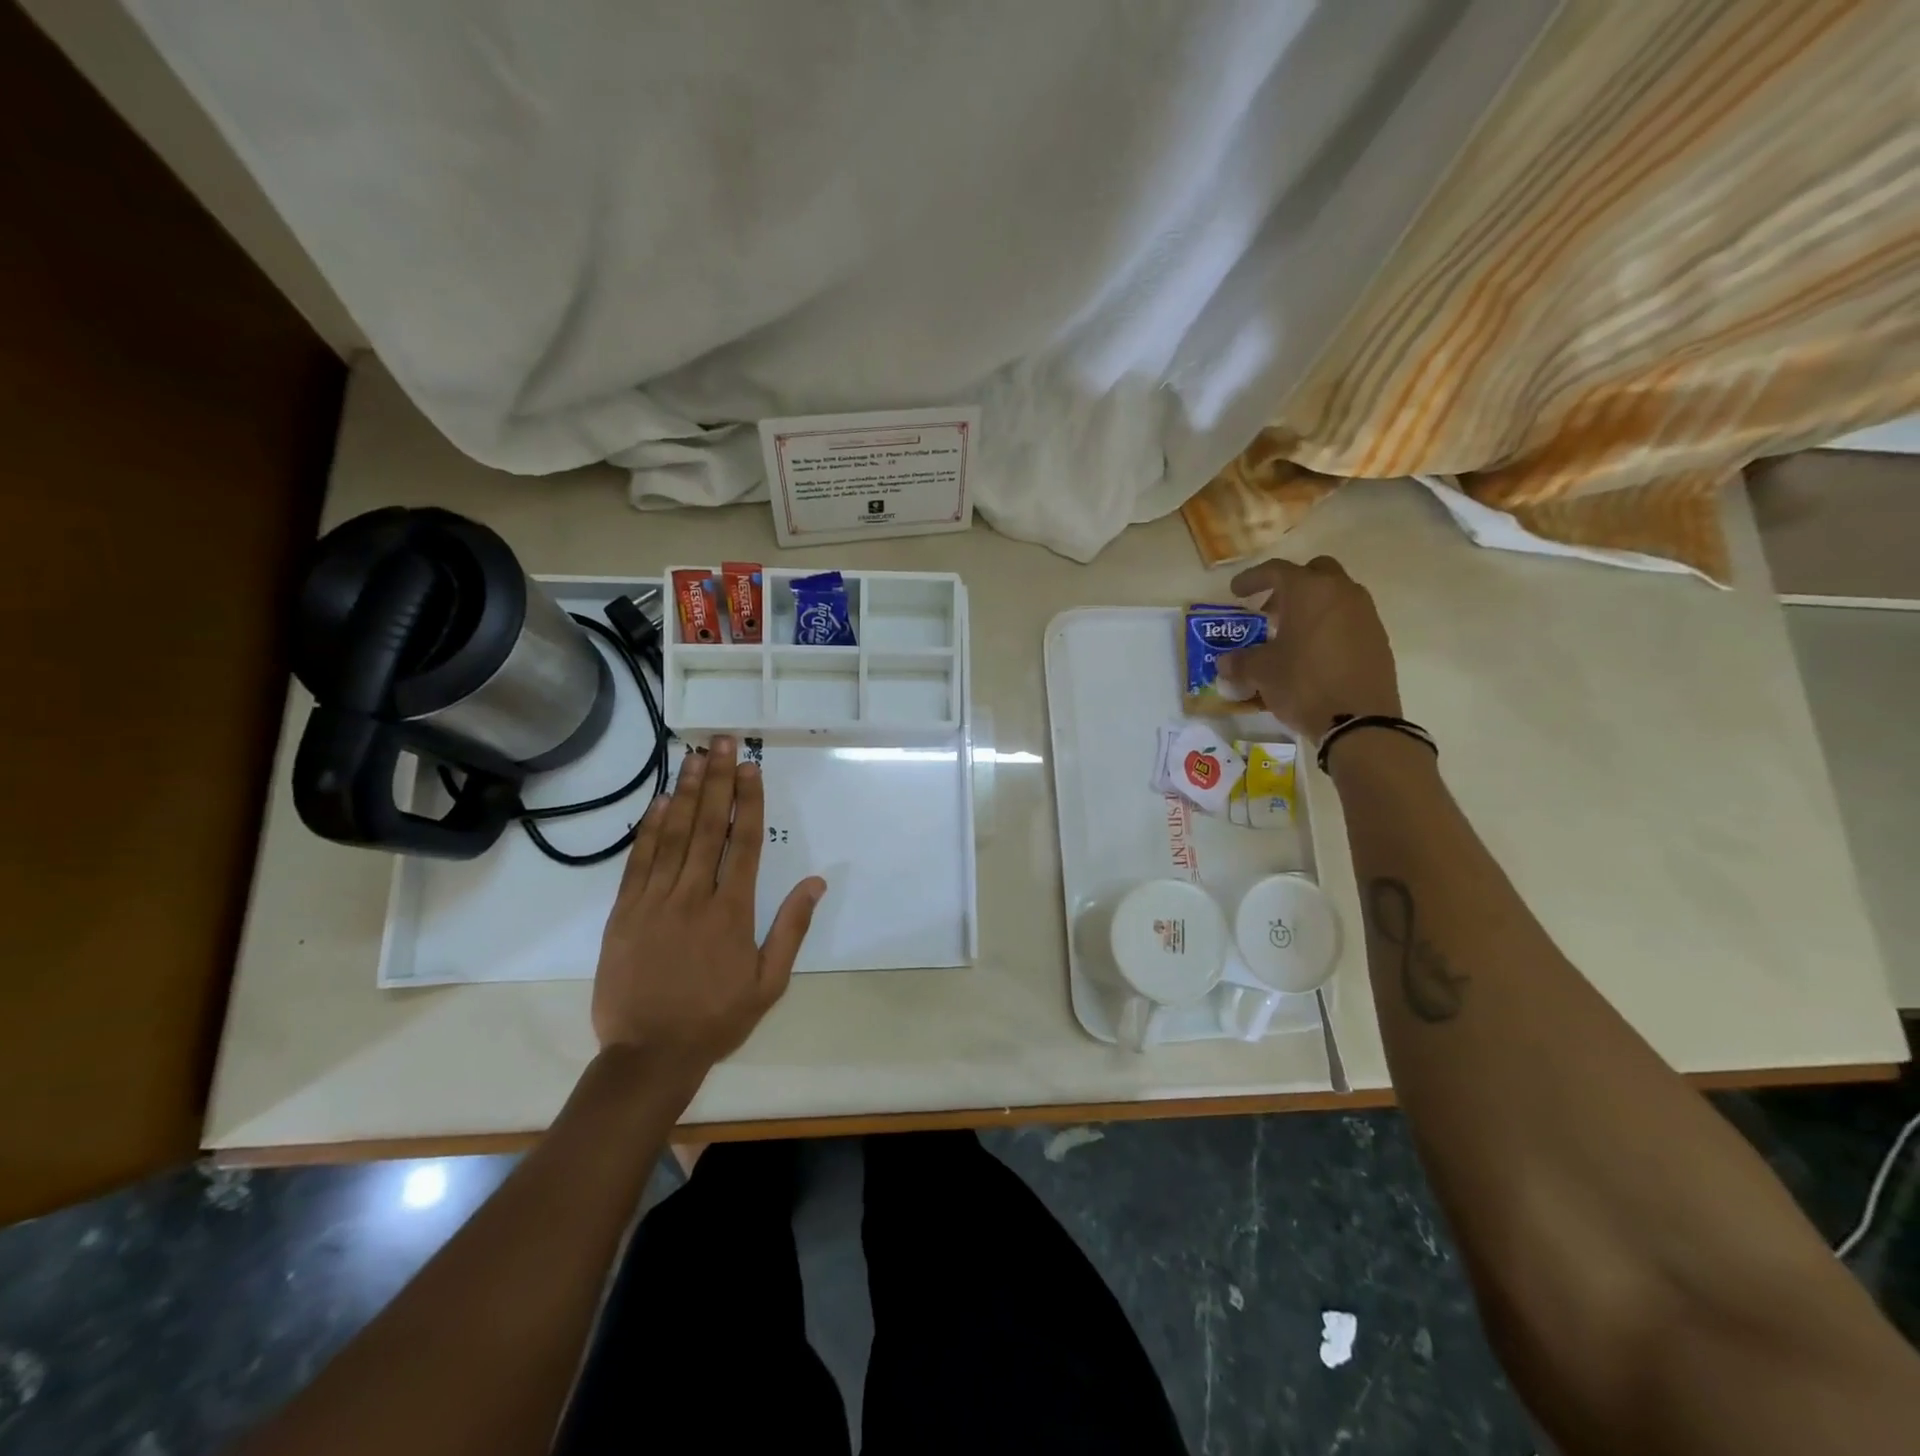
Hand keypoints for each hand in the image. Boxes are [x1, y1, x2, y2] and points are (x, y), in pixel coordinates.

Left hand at [592, 735, 825, 1067]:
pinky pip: (638, 863)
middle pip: (707, 827)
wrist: (648, 1055)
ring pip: (672, 836)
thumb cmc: (716, 1019)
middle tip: (721, 742)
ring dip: (684, 793)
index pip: (743, 843)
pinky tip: (657, 803)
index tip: (749, 766)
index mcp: (732, 912)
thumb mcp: (769, 983)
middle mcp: (693, 896)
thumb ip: (791, 929)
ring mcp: (654, 902)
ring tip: (693, 757)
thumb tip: (817, 882)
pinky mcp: (624, 913)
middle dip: (716, 780)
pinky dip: (648, 830)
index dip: (748, 801)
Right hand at [1216, 556, 1400, 741]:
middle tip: (1270, 611)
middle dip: (1290, 587)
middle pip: (1314, 573)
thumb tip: (1225, 664)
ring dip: (1311, 608)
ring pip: (1334, 596)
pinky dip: (1328, 627)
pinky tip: (1313, 654)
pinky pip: (1348, 620)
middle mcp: (1341, 593)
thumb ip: (1240, 662)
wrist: (1359, 720)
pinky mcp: (1378, 639)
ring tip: (1290, 635)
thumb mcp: (1261, 672)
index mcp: (1309, 591)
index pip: (1276, 570)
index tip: (1236, 591)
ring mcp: (1365, 615)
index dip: (1252, 578)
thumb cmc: (1303, 683)